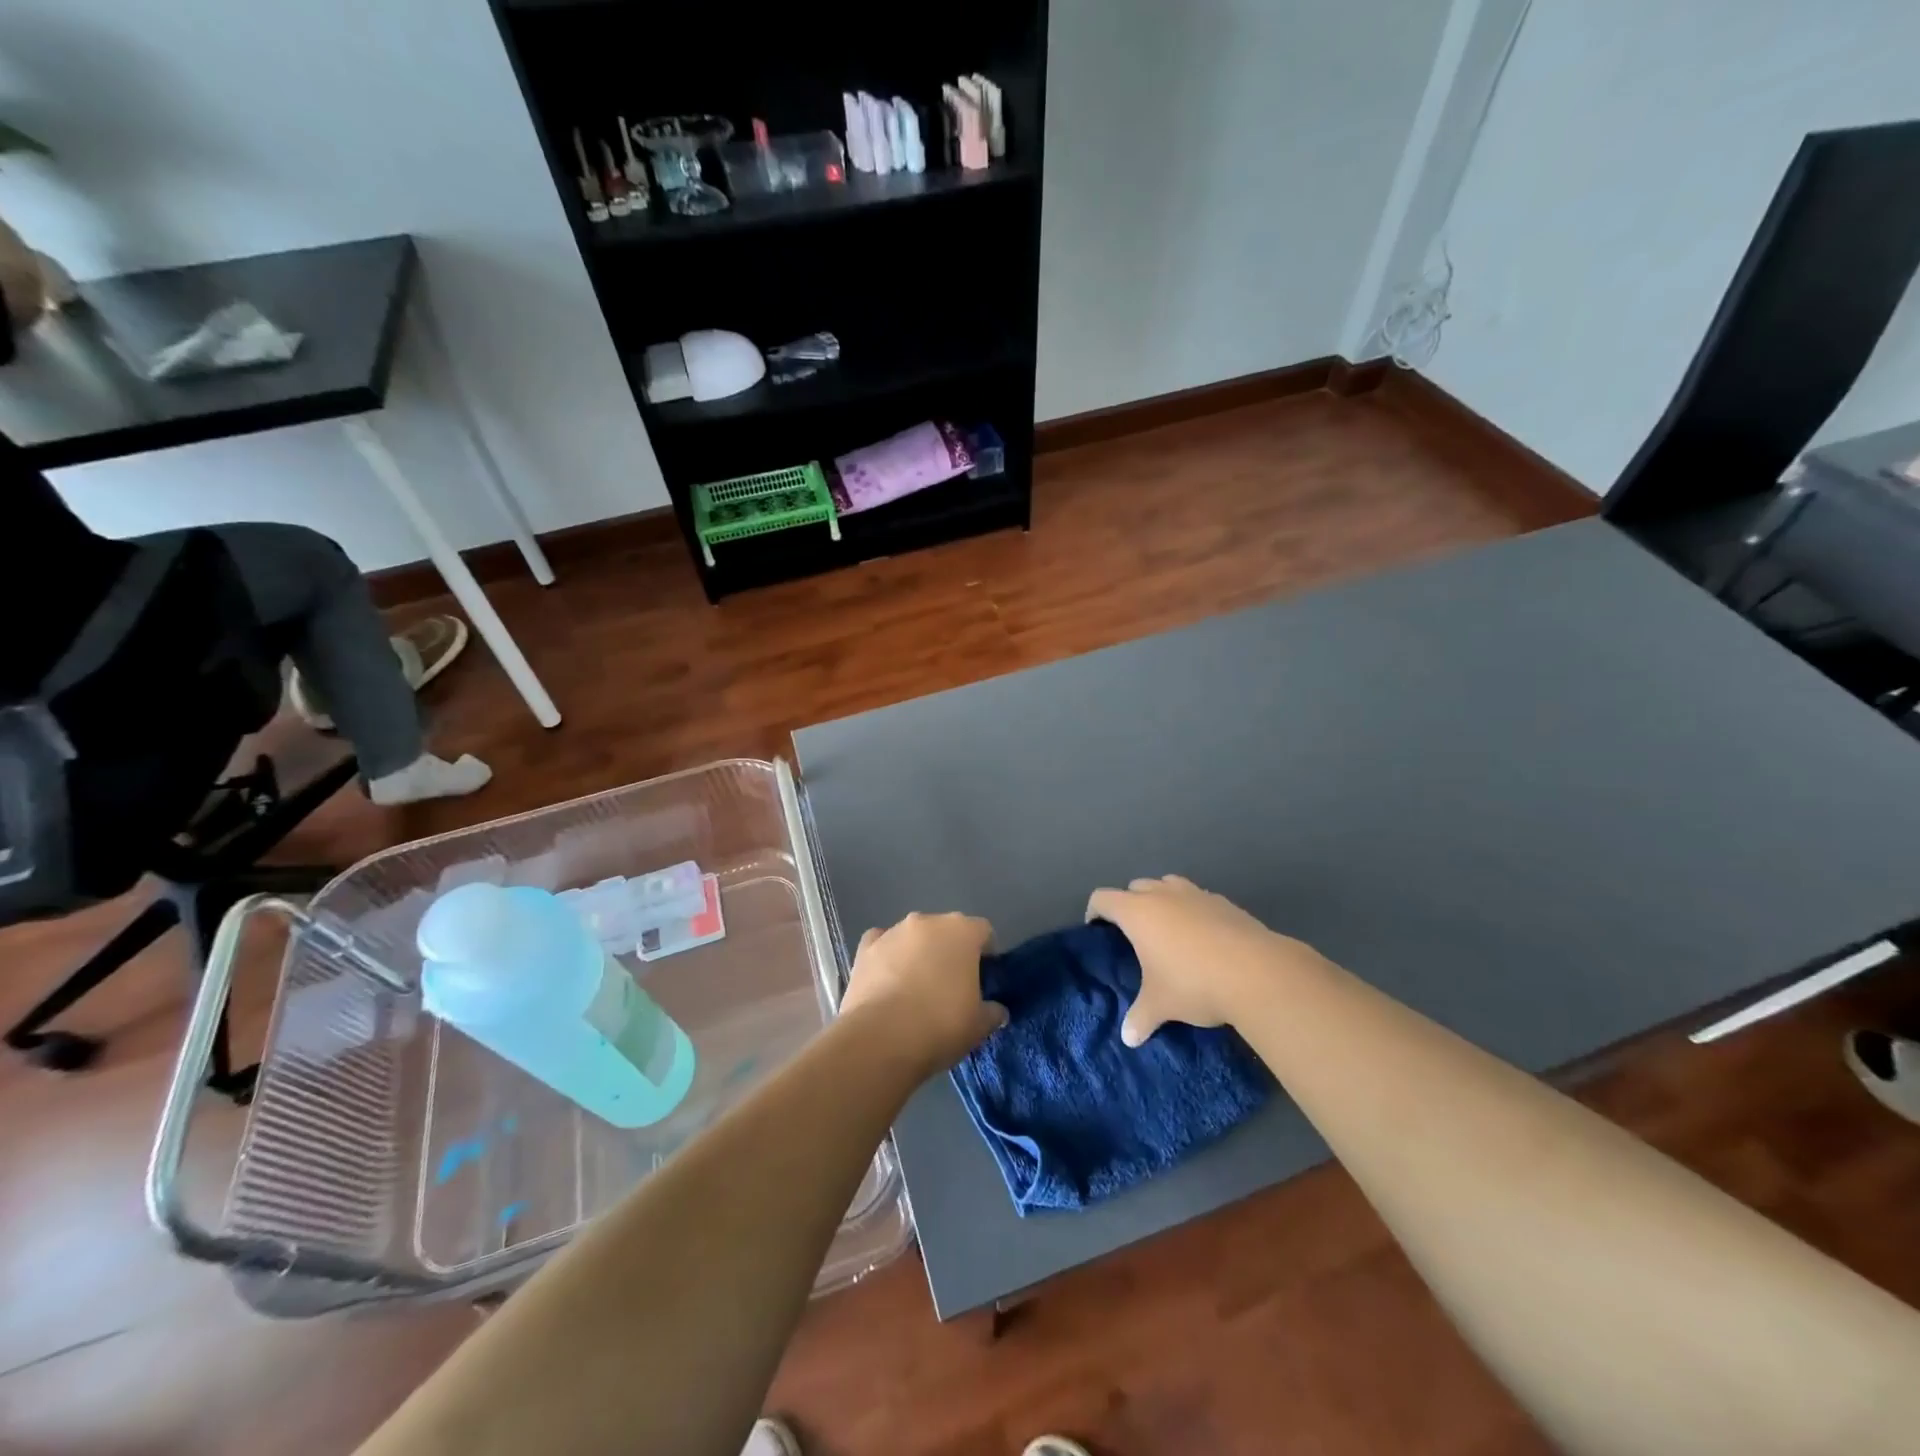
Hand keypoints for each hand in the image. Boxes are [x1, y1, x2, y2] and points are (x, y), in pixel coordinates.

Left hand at [840, 912, 1005, 1076]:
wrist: (881, 1039)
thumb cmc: (941, 1025)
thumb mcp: (979, 1026)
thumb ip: (992, 1012)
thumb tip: (996, 1010)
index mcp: (962, 931)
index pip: (983, 932)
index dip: (986, 954)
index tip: (983, 980)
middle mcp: (927, 921)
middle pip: (946, 931)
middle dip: (950, 952)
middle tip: (951, 987)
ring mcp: (893, 932)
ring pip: (914, 937)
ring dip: (918, 954)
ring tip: (915, 990)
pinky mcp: (864, 948)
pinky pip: (882, 944)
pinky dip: (886, 957)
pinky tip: (887, 981)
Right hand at [1086, 875, 1331, 1046]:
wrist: (1257, 973)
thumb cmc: (1193, 982)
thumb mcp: (1160, 1005)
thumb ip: (1140, 1017)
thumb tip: (1128, 1038)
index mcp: (1137, 912)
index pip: (1102, 898)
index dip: (1094, 912)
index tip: (1097, 930)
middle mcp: (1162, 894)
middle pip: (1135, 886)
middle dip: (1130, 904)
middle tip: (1134, 935)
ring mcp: (1195, 894)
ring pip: (1167, 884)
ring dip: (1161, 899)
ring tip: (1168, 930)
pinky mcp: (1224, 902)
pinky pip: (1197, 897)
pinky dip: (1192, 909)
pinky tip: (1203, 938)